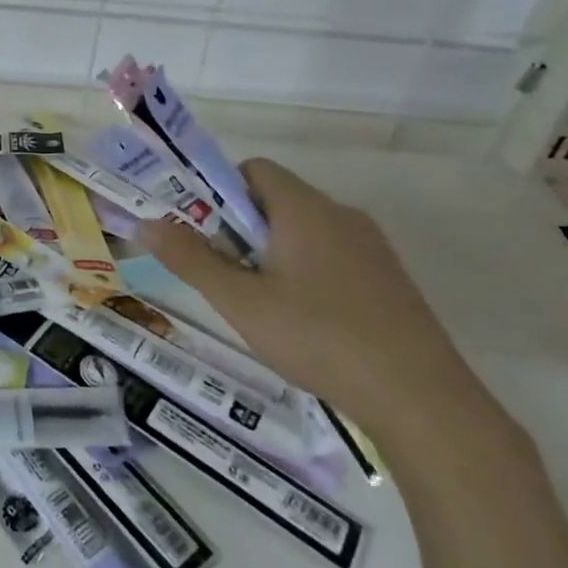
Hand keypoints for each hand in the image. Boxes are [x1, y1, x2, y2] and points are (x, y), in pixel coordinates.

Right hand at [138, 157, 494, 446]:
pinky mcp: (390, 279)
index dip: (221, 193)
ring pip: (305, 231)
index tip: (207, 236)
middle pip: (277, 201)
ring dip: (274, 254)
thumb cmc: (319, 337)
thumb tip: (146, 224)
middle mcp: (340, 214)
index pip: (253, 170)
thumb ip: (190, 259)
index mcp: (304, 208)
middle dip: (243, 230)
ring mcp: (372, 247)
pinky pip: (334, 256)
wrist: (422, 398)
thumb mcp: (241, 302)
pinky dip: (308, 273)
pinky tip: (307, 324)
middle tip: (228, 277)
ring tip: (263, 306)